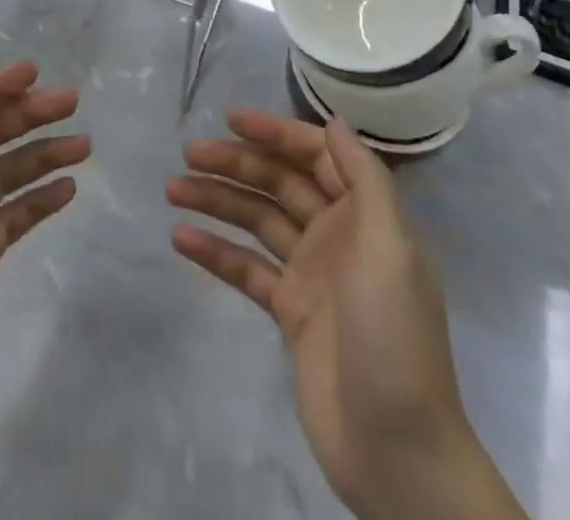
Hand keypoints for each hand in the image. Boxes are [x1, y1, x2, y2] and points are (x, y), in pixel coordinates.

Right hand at [168, 112, 526, 519]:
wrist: (397, 450)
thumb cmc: (394, 337)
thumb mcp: (391, 248)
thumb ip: (364, 180)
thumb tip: (335, 123)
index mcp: (364, 215)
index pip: (315, 156)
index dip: (275, 133)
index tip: (231, 119)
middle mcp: (336, 234)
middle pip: (279, 183)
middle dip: (236, 163)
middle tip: (188, 154)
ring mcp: (310, 273)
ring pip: (256, 220)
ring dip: (217, 200)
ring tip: (173, 189)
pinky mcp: (288, 312)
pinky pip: (246, 269)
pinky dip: (216, 251)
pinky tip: (181, 238)